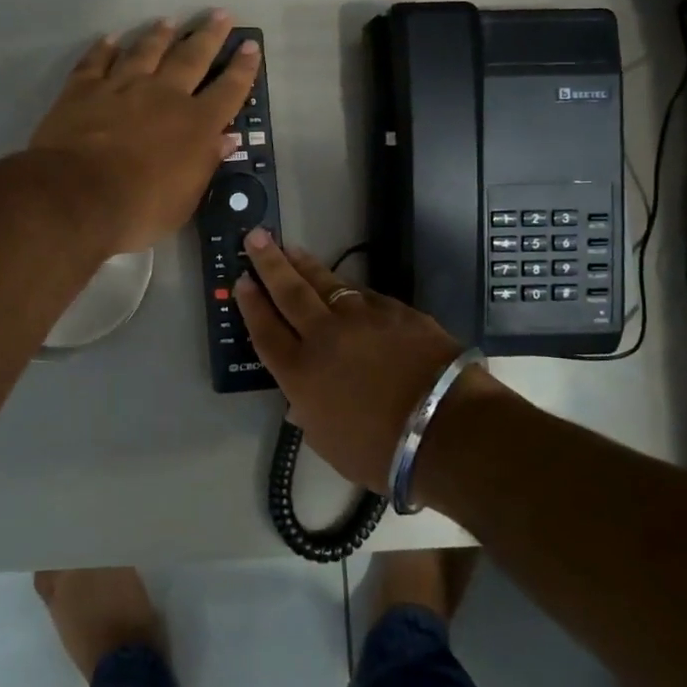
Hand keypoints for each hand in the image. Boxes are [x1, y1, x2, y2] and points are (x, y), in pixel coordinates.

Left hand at [28, 12, 259, 254]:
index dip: (243, 68)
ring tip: (169, 21)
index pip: (229, 90)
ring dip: (160, 35)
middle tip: (220, 14)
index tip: (250, 46)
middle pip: (192, 57)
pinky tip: (111, 39)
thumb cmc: (139, 208)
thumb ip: (205, 164)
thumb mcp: (185, 199)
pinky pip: (97, 61)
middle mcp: (164, 95)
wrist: (77, 196)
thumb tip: (225, 139)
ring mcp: (122, 86)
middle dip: (209, 35)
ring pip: (146, 51)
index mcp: (195, 124)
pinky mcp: (83, 89)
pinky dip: (105, 48)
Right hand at [235, 230, 471, 489]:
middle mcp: (324, 335)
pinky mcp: (394, 310)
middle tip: (255, 236)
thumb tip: (299, 400)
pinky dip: (346, 287)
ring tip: (290, 248)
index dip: (251, 304)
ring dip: (304, 264)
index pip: (266, 330)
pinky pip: (362, 293)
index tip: (241, 280)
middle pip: (288, 292)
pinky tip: (343, 284)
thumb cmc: (381, 451)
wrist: (446, 427)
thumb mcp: (329, 443)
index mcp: (300, 372)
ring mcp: (361, 317)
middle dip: (268, 263)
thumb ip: (309, 415)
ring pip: (325, 282)